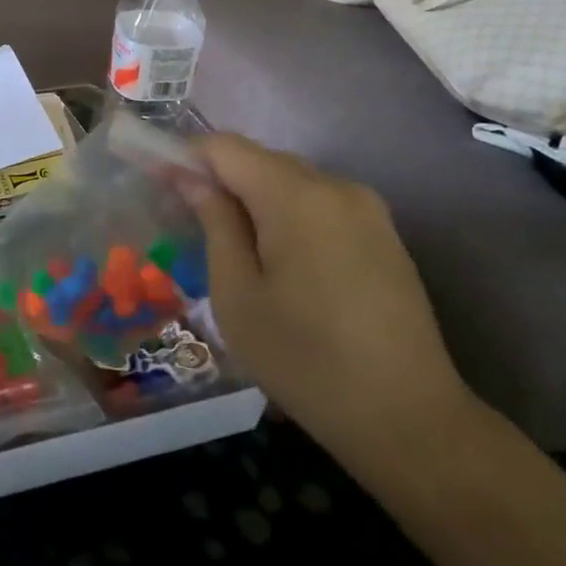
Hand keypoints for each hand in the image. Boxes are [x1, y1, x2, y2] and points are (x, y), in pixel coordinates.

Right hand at [186, 134, 473, 462]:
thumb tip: (192, 179)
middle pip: (260, 160)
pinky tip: (277, 260)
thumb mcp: (237, 294)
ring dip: (252, 199)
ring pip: (290, 182)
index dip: (185, 157)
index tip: (158, 184)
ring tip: (228, 245)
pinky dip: (286, 215)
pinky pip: (320, 205)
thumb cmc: (304, 359)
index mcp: (296, 196)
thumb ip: (214, 223)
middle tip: (184, 220)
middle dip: (218, 180)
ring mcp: (368, 209)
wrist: (408, 418)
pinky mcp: (384, 235)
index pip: (226, 147)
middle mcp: (336, 187)